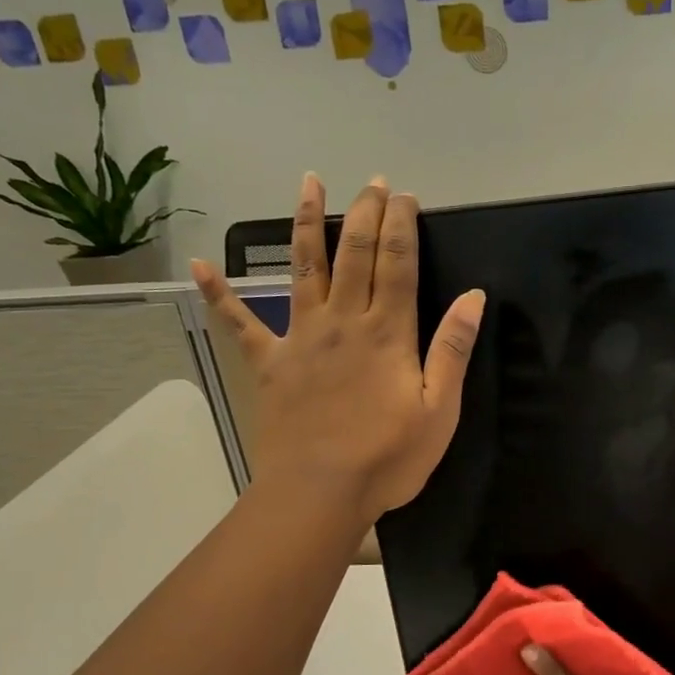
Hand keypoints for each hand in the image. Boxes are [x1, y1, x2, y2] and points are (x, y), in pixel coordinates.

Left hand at [193, 174, 484, 528]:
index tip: (405, 196)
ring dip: (306, 223)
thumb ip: (453, 350)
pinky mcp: (270, 364)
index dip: (402, 226)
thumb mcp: (440, 410)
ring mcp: (301, 338)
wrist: (319, 493)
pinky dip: (220, 294)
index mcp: (387, 333)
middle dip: (365, 213)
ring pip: (303, 268)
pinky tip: (202, 266)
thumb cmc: (388, 458)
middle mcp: (342, 322)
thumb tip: (473, 297)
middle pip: (354, 254)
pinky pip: (240, 323)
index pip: (397, 264)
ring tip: (309, 183)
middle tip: (373, 181)